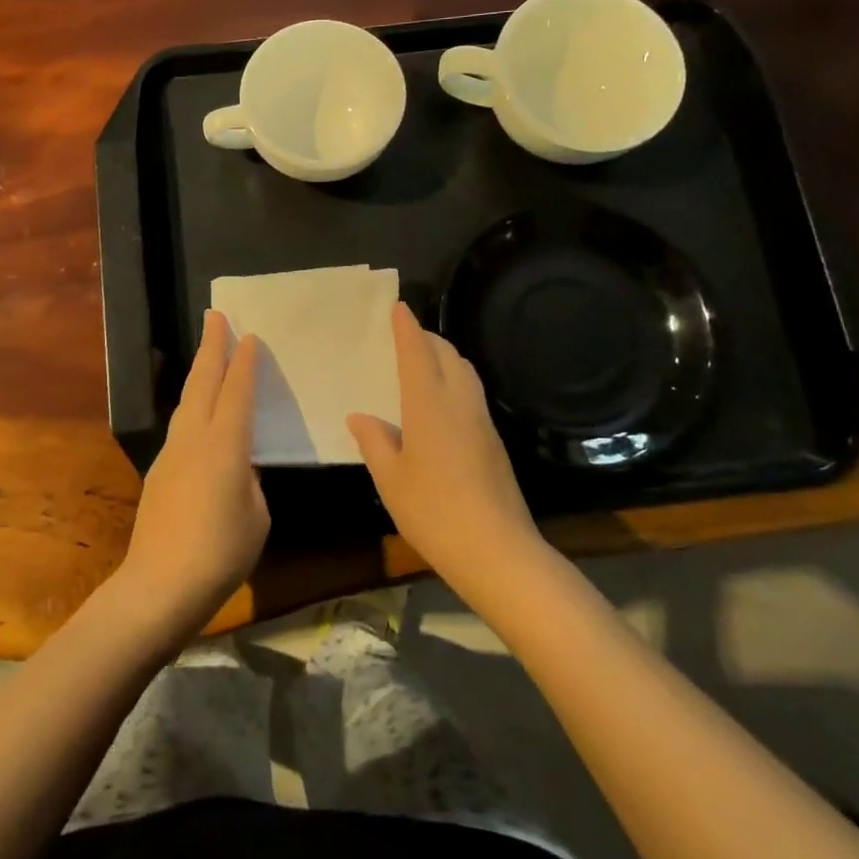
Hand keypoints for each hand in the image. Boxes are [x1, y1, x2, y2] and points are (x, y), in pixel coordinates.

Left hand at [117, 311, 268, 634]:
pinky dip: (193, 405)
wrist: (159, 586)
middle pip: (203, 382)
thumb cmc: (220, 553)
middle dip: (210, 347)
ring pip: (187, 400)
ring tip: (208, 354)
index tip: (249, 335)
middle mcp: (194, 439)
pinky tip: (199, 413)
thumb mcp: (256, 517)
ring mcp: (172, 453)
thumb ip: (251, 482)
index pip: (237, 391)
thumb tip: (240, 469)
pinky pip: (181, 425)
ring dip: (199, 372)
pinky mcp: (159, 471)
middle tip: (215, 316)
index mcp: (225, 446)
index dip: (245, 362)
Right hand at [347, 302, 542, 598]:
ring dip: (444, 357)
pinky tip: (439, 403)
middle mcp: (460, 403)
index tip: (398, 307)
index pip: (418, 352)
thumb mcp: (390, 479)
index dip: (407, 328)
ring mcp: (482, 421)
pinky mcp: (494, 441)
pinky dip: (454, 381)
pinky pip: (471, 393)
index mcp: (429, 405)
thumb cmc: (434, 512)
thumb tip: (360, 416)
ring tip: (422, 363)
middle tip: (405, 335)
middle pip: (448, 355)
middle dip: (427, 338)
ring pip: (465, 372)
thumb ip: (375, 441)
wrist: (498, 551)